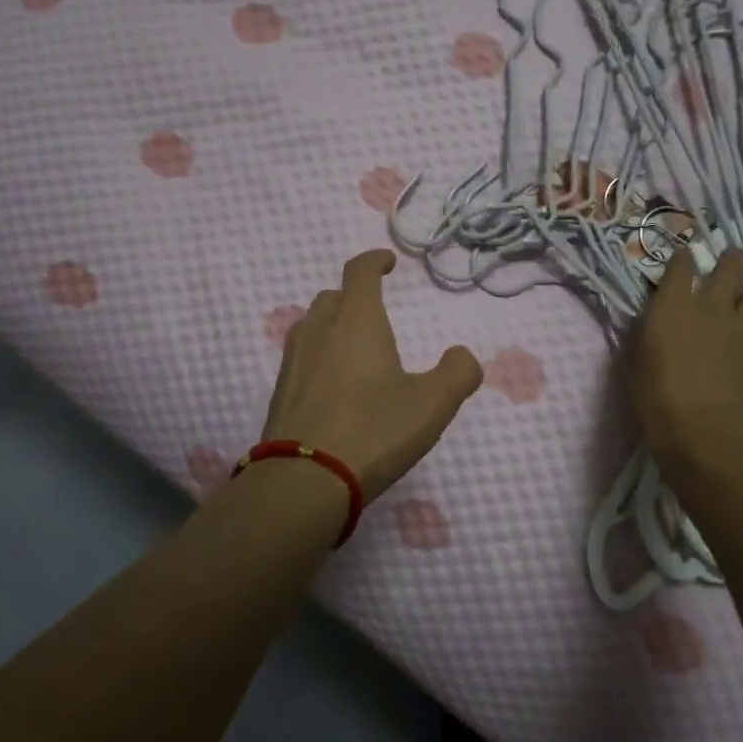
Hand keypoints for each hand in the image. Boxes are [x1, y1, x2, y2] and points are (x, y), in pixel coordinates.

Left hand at [262, 251, 482, 500]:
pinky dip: (319, 355)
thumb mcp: (432, 404)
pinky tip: (333, 385)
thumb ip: (457, 373)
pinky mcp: (280, 390)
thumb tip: (462, 356)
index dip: (374, 261)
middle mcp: (319, 329)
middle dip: (355, 295)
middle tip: (375, 311)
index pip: (360, 272)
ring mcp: (293, 360)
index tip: (387, 263)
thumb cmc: (373, 431)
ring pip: (312, 324)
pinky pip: (302, 356)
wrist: (304, 480)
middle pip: (333, 296)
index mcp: (356, 320)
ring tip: (354, 346)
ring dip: (333, 324)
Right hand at [628, 248, 742, 469]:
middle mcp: (711, 307)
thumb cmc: (655, 399)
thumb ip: (644, 334)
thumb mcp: (634, 361)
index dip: (682, 258)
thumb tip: (650, 321)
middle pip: (729, 268)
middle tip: (734, 258)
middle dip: (732, 259)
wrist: (703, 433)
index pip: (679, 267)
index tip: (683, 255)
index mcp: (672, 307)